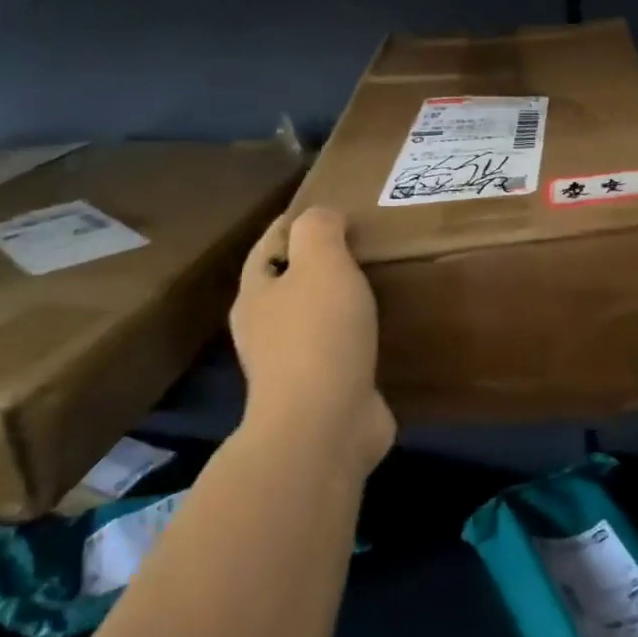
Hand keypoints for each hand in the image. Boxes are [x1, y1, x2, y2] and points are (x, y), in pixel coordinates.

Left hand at [231, 206, 395, 476]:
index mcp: (256, 297)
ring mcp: (293, 368)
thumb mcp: (320, 264)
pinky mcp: (323, 395)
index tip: (324, 209)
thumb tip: (320, 216)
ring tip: (373, 286)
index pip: (267, 248)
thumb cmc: (318, 335)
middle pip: (286, 287)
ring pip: (313, 322)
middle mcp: (265, 332)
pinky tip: (381, 333)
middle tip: (356, 246)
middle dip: (313, 266)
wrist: (325, 427)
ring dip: (335, 305)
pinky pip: (340, 354)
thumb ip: (318, 231)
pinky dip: (355, 339)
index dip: (290, 225)